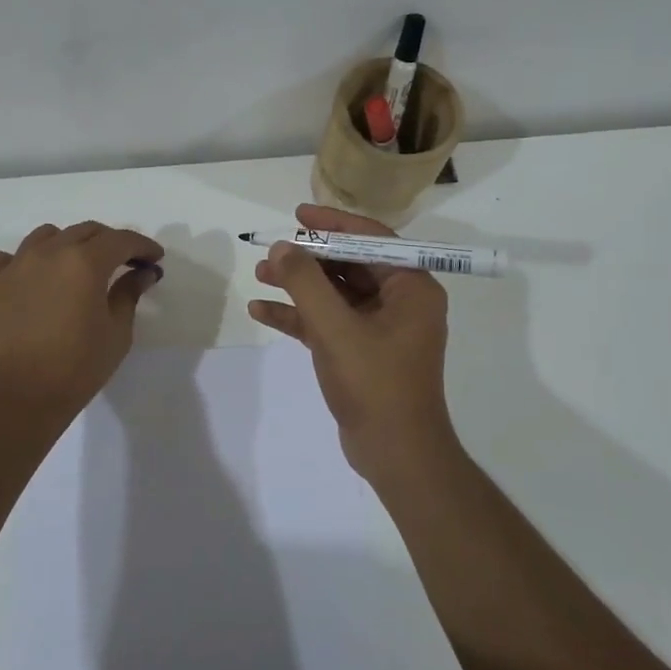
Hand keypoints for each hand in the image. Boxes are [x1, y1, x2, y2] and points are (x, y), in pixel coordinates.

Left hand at [0, 221, 164, 418]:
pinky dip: (22, 261)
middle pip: (86, 231)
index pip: (121, 240)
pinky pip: (6, 257)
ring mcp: (16, 264)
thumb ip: (129, 294)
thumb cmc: (77, 368)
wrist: (17, 396)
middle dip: (110, 242)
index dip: (143, 245)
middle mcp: (50, 252)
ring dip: (68, 244)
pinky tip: (31, 279)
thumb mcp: (117, 332)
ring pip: (47, 236)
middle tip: (123, 263)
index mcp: (85, 262)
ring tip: (76, 268)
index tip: (154, 258)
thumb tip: (142, 272)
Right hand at [247, 204, 454, 479]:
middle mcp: (400, 301)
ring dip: (298, 285)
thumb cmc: (375, 384)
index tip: (297, 215)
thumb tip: (283, 246)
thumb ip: (306, 283)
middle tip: (270, 250)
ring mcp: (380, 328)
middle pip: (349, 264)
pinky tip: (261, 311)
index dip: (332, 224)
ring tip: (259, 274)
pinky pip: (328, 321)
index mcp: (411, 287)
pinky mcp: (361, 351)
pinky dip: (298, 316)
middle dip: (307, 258)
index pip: (371, 239)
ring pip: (335, 293)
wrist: (395, 454)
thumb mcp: (335, 328)